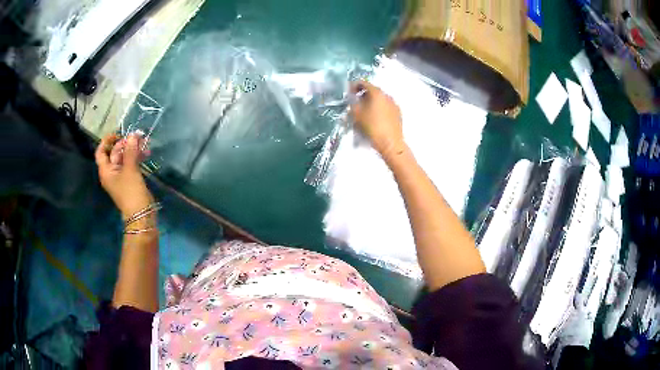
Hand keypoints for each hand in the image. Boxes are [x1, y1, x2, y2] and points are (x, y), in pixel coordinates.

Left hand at [95, 133, 152, 218]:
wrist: (141, 214)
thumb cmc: (131, 192)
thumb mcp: (130, 169)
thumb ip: (130, 151)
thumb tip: (132, 134)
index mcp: (106, 170)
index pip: (101, 152)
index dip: (107, 141)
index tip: (118, 134)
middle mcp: (111, 172)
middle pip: (114, 153)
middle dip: (125, 143)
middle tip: (137, 137)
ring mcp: (120, 176)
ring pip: (124, 158)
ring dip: (133, 150)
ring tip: (144, 143)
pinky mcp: (130, 179)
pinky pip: (131, 164)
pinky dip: (137, 157)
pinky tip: (146, 153)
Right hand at [350, 81, 405, 159]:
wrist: (390, 143)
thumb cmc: (372, 127)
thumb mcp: (356, 115)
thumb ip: (352, 103)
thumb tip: (352, 99)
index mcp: (376, 93)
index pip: (363, 83)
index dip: (353, 86)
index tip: (348, 93)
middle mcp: (387, 95)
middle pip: (372, 90)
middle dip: (363, 95)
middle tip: (355, 102)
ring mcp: (394, 104)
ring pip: (380, 99)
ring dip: (371, 102)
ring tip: (365, 111)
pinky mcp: (398, 113)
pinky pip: (386, 106)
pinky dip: (379, 108)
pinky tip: (375, 118)